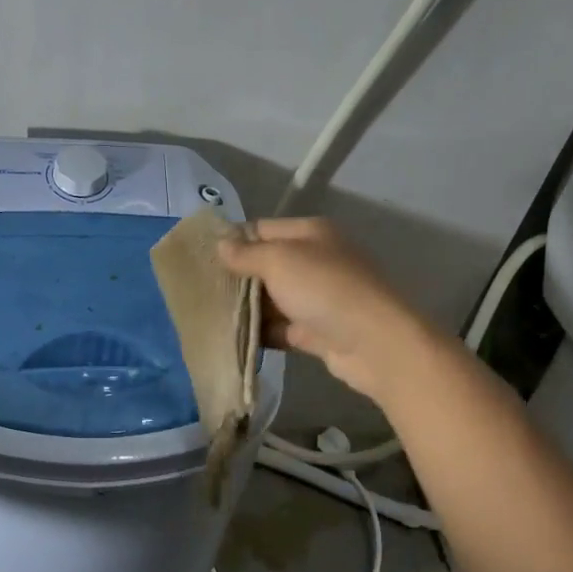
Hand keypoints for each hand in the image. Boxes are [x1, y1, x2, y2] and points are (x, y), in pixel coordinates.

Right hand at [218, 217, 434, 403]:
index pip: (262, 229)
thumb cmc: (324, 288)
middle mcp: (315, 261)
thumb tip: (220, 244)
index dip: (232, 240)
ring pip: (271, 299)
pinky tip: (230, 338)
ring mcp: (317, 297)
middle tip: (198, 289)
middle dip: (235, 277)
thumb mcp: (279, 260)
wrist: (374, 342)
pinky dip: (259, 333)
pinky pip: (280, 327)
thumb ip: (246, 253)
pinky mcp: (315, 331)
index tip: (199, 257)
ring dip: (245, 308)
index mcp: (310, 234)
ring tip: (206, 315)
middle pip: (265, 265)